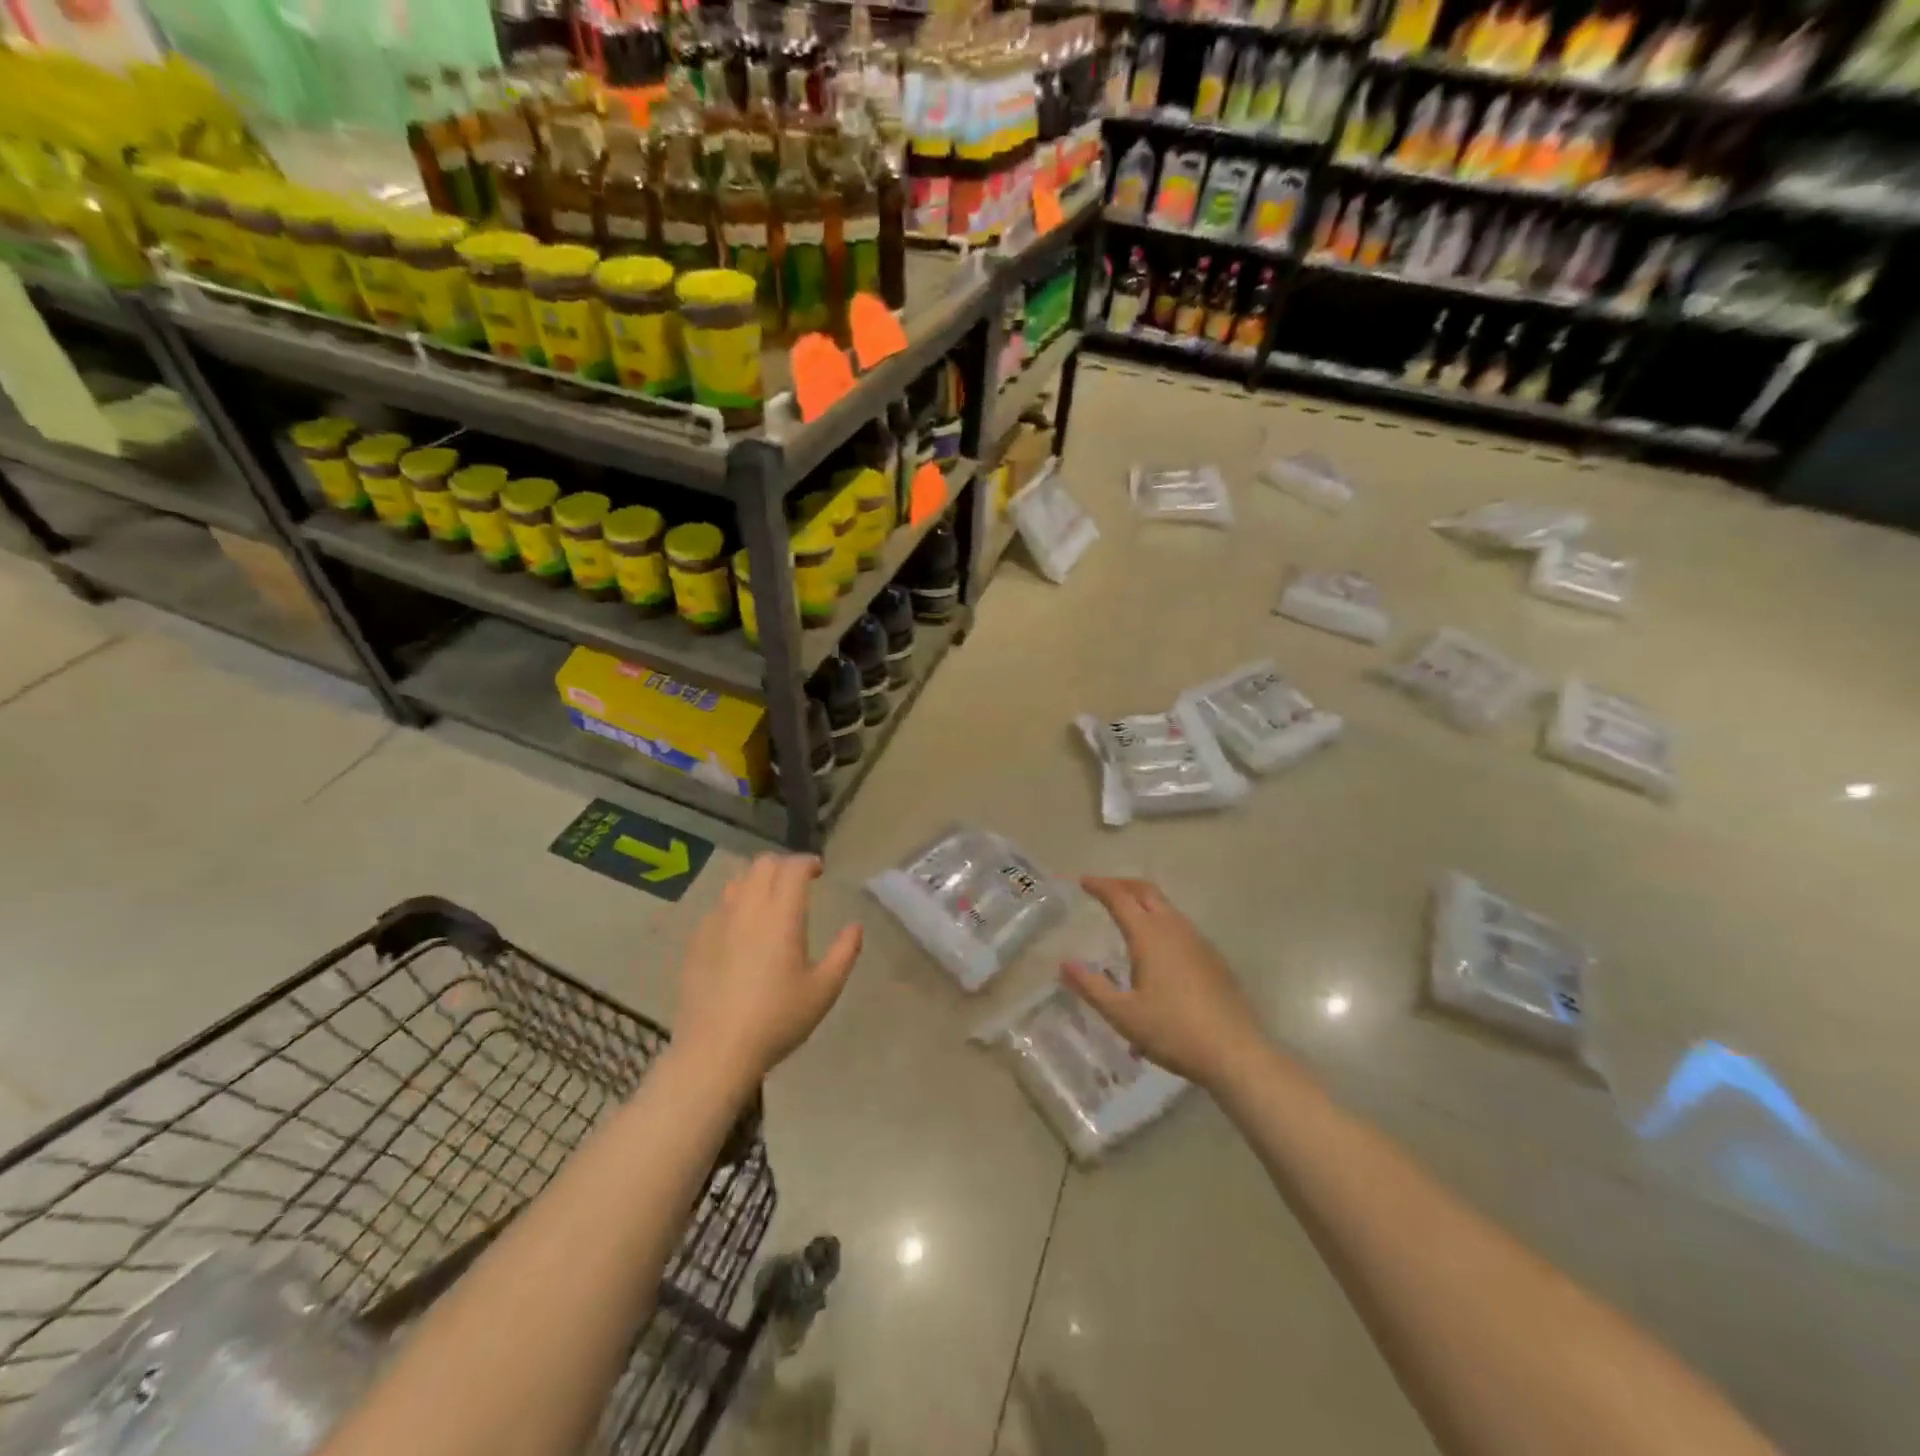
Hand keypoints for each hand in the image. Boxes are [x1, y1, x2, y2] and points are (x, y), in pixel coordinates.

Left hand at [673, 854, 862, 1083]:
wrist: (716, 1050)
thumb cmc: (777, 1019)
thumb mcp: (824, 990)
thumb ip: (845, 952)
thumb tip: (855, 926)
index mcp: (781, 915)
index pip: (793, 867)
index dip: (808, 862)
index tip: (819, 871)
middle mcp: (748, 908)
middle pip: (763, 864)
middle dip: (783, 865)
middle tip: (797, 882)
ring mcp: (717, 922)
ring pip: (738, 880)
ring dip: (757, 880)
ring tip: (769, 900)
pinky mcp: (697, 940)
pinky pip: (719, 906)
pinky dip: (736, 904)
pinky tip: (742, 929)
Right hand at [1063, 877, 1263, 1089]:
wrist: (1235, 1052)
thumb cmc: (1173, 1031)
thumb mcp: (1123, 1015)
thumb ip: (1091, 987)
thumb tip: (1065, 964)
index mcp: (1149, 935)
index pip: (1120, 897)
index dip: (1100, 886)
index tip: (1083, 881)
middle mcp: (1174, 928)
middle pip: (1146, 891)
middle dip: (1122, 884)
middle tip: (1102, 889)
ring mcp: (1197, 941)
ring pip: (1166, 906)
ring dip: (1143, 901)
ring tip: (1126, 913)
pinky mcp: (1212, 957)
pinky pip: (1179, 924)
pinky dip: (1159, 919)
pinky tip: (1155, 946)